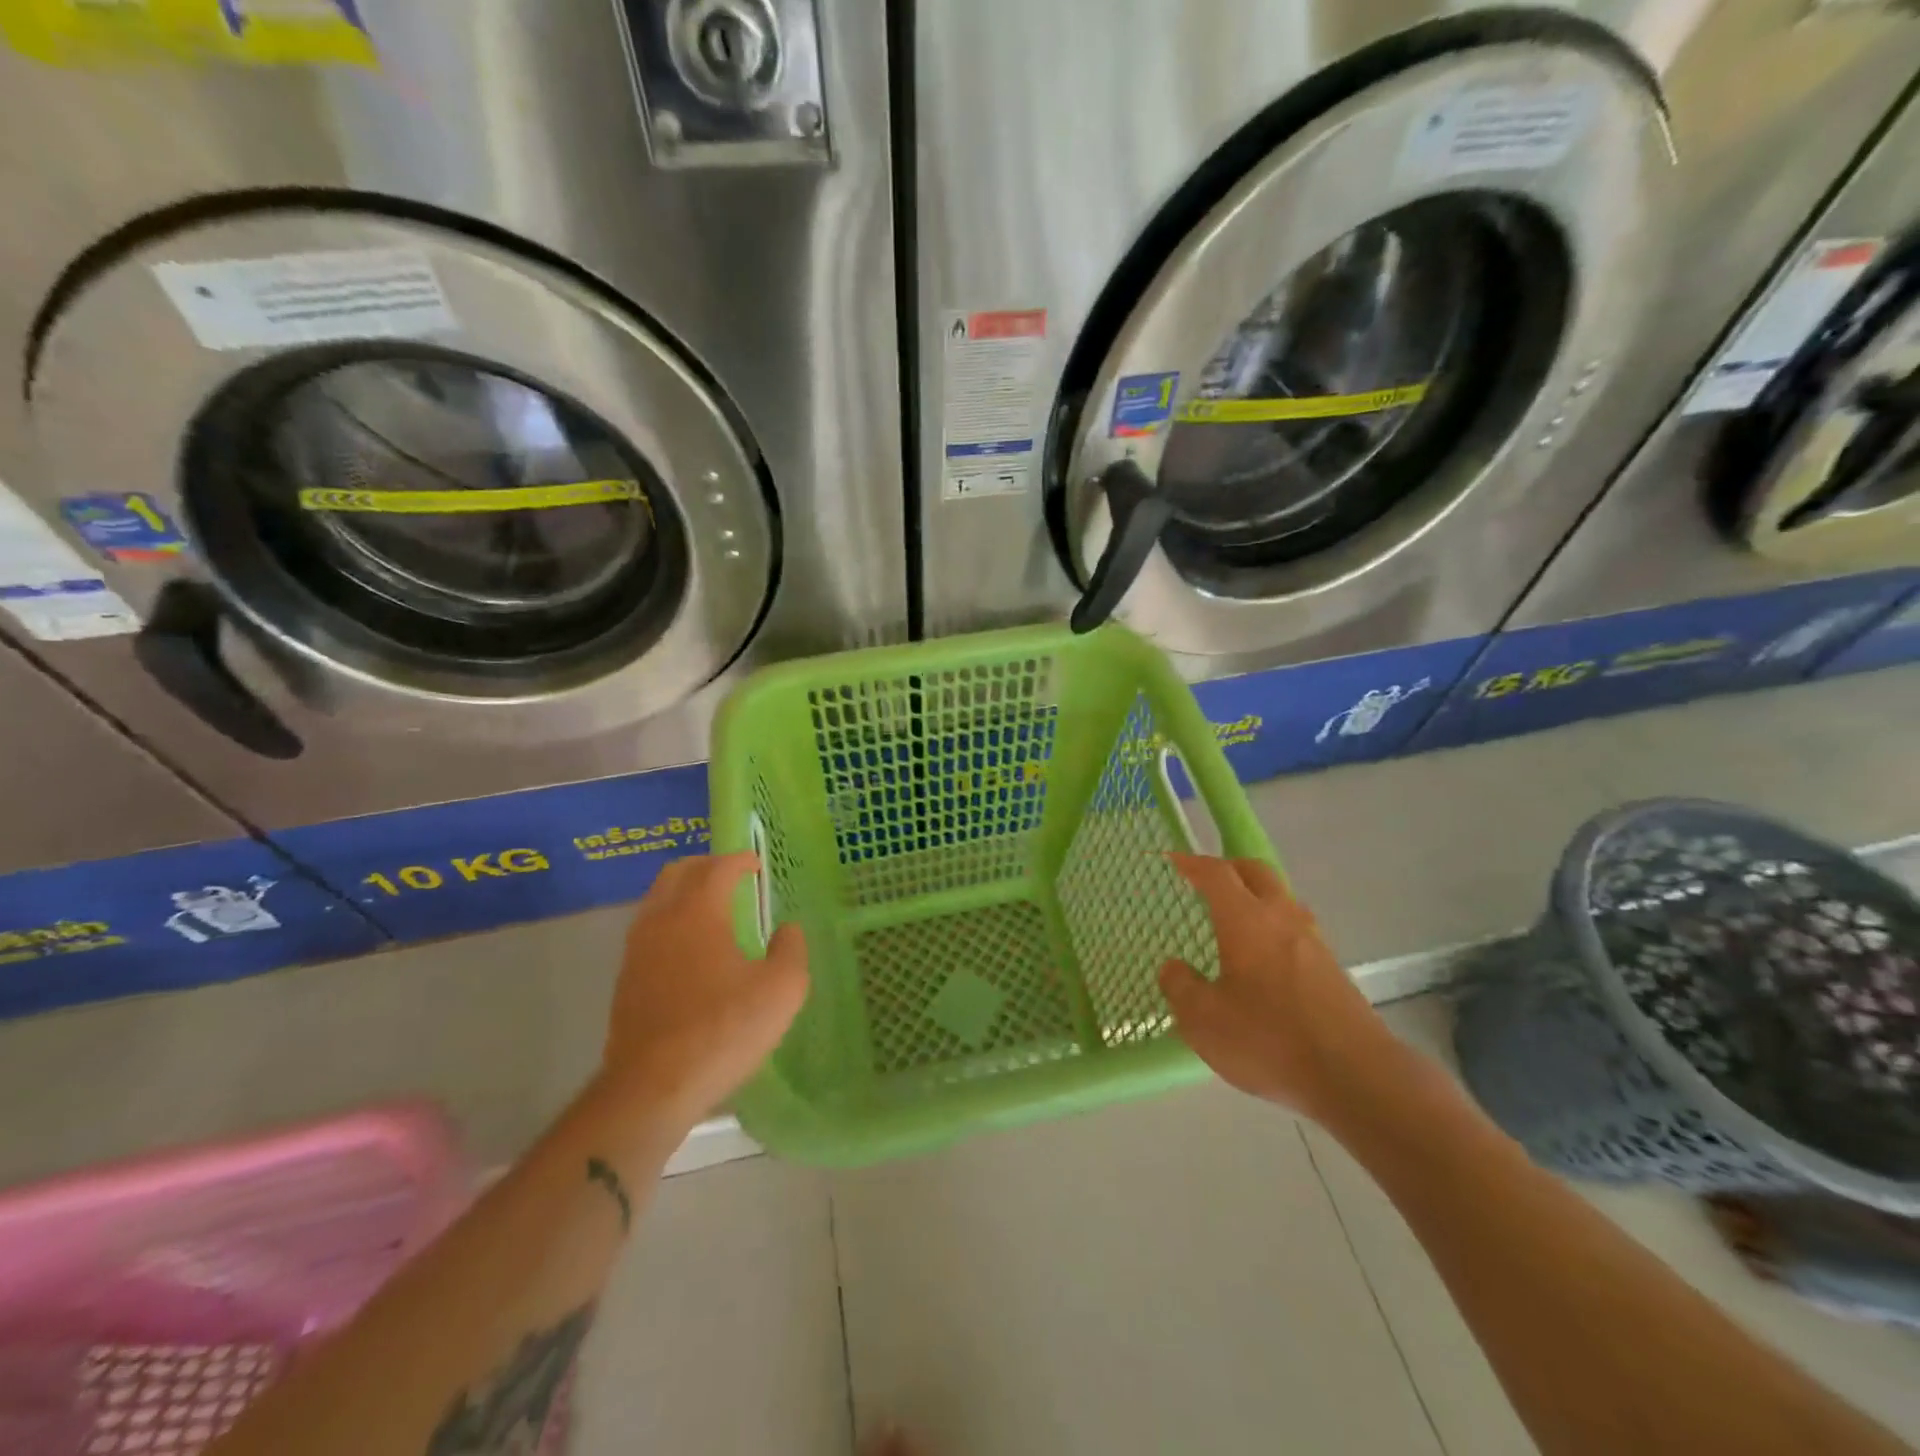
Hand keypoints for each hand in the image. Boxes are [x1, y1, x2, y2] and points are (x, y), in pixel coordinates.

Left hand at [599, 853, 807, 1130]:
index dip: (739, 860)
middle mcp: (661, 920)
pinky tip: (690, 949)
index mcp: (698, 912)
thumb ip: (791, 950)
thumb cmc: (723, 1030)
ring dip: (683, 893)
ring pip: (657, 900)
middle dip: (706, 866)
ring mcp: (637, 950)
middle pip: (677, 873)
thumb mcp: (781, 990)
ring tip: (711, 908)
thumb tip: (787, 930)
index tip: (756, 865)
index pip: (717, 868)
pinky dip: (671, 922)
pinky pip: (649, 930)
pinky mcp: (625, 980)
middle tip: (731, 874)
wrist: (652, 1088)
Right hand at [1158, 854, 1399, 1127]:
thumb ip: (1181, 987)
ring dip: (1257, 895)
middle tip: (1206, 879)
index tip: (1173, 860)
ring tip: (1236, 916)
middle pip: (1256, 873)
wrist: (1357, 1077)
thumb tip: (1173, 967)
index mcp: (1246, 920)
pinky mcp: (1333, 969)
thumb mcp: (1204, 1020)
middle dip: (1229, 867)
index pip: (1216, 874)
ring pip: (1282, 899)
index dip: (1192, 863)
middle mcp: (1282, 919)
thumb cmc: (1270, 1040)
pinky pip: (1297, 928)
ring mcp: (1314, 942)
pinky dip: (1275, 925)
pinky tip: (1265, 957)